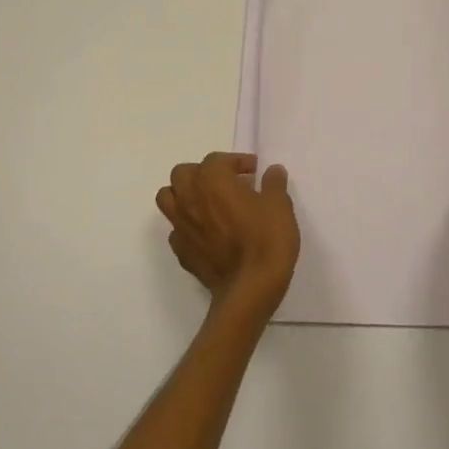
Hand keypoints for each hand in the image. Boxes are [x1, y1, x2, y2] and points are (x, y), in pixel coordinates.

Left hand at [157, 153, 299, 317]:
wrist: (249, 288)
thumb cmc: (266, 240)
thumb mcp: (279, 206)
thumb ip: (273, 184)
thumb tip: (272, 171)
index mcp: (211, 179)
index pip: (217, 159)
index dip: (237, 162)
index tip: (255, 172)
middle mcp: (189, 197)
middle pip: (183, 173)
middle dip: (202, 173)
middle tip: (227, 184)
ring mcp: (180, 226)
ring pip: (168, 198)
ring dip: (184, 195)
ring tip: (208, 204)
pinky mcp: (181, 252)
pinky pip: (176, 230)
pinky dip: (187, 226)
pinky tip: (206, 234)